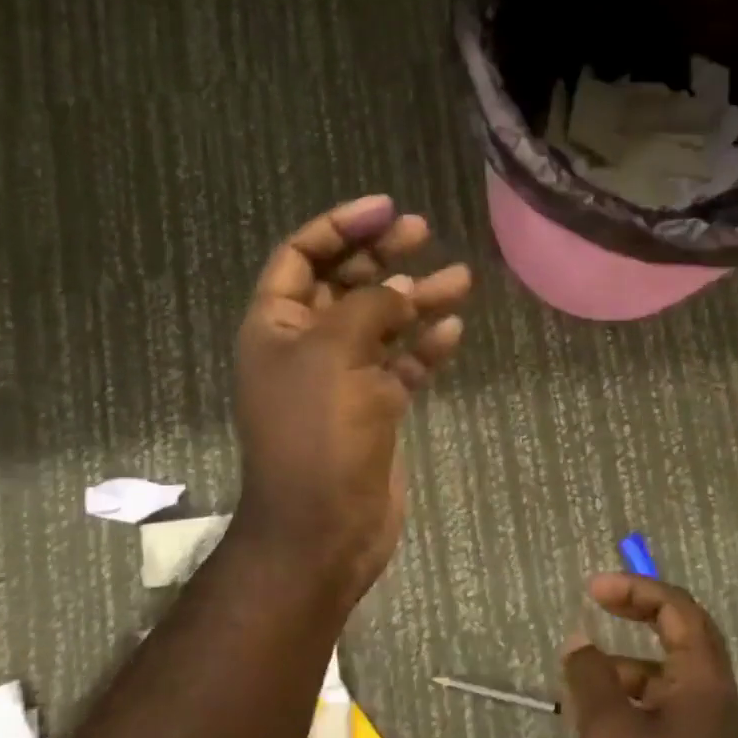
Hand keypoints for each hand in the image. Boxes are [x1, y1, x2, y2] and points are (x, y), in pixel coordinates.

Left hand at [233, 195, 470, 604]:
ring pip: (382, 324)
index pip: (302, 256)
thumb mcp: (335, 355)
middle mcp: (305, 346)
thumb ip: (368, 307)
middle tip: (422, 231)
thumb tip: (400, 289)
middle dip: (382, 256)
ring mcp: (342, 379)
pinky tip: (453, 331)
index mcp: (276, 326)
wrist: (324, 528)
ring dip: (416, 299)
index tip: (386, 209)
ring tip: (461, 278)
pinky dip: (424, 348)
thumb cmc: (317, 434)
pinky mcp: (374, 409)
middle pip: (345, 284)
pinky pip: (401, 366)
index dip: (340, 227)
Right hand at [562, 574, 737, 737]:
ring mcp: (706, 732)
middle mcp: (713, 699)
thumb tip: (579, 641)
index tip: (593, 590)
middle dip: (639, 611)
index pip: (678, 609)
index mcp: (704, 683)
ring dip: (628, 662)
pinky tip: (595, 718)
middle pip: (682, 633)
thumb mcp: (607, 729)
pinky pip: (662, 707)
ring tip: (582, 675)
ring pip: (668, 674)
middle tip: (597, 602)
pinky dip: (631, 698)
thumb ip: (591, 675)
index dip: (637, 589)